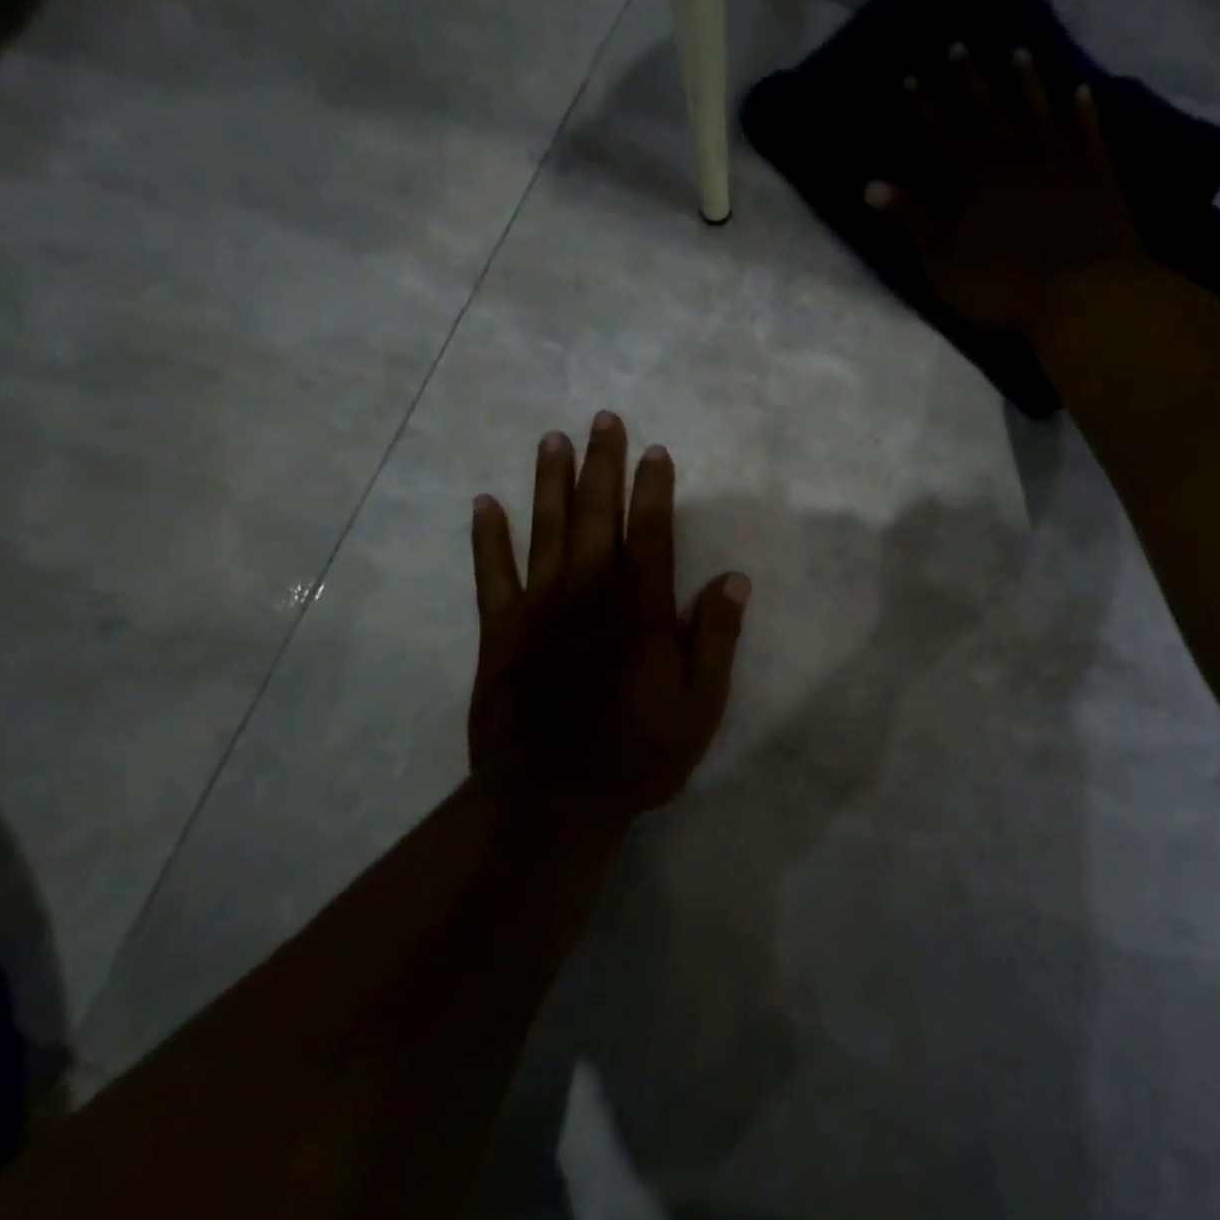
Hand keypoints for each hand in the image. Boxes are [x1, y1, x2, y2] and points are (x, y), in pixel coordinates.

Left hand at [468, 412, 749, 846]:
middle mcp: (590, 595)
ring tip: (552, 440)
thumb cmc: (637, 755)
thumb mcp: (700, 705)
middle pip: (598, 517)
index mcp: (641, 611)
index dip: (654, 489)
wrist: (550, 799)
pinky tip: (485, 504)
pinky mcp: (501, 632)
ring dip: (551, 483)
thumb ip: (716, 638)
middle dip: (602, 466)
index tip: (655, 451)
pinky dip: (488, 538)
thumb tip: (734, 579)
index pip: (652, 534)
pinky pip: (492, 574)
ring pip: (547, 531)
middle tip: (603, 420)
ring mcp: (540, 610)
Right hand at [866, 44, 1148, 332]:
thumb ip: (911, 220)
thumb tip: (871, 185)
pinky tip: (1081, 90)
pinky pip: (1087, 128)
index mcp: (973, 176)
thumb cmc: (1002, 283)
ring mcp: (1059, 156)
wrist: (1081, 287)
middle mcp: (1014, 152)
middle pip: (988, 107)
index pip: (941, 132)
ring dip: (1026, 80)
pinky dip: (1083, 108)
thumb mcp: (942, 262)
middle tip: (959, 45)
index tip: (910, 77)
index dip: (923, 106)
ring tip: (1018, 52)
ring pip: (1038, 106)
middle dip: (970, 78)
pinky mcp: (1096, 169)